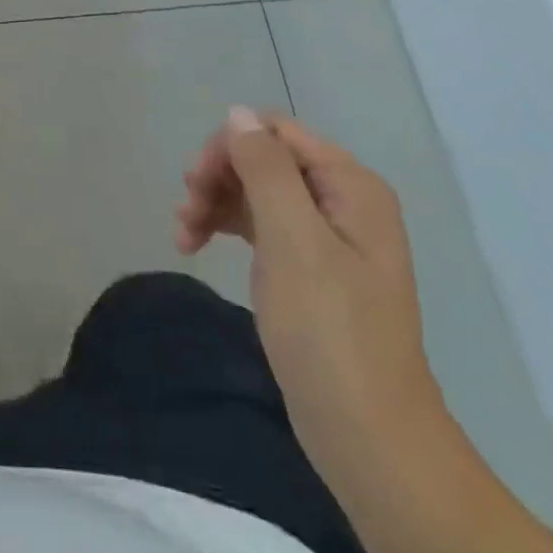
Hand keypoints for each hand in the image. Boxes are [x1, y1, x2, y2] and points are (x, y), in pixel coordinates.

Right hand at [176, 106, 443, 492]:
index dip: (229, 147)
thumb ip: (265, 169)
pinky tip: (197, 245)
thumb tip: (238, 113)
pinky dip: (226, 227)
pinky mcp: (308, 268)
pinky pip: (260, 226)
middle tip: (185, 213)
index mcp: (350, 185)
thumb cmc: (330, 332)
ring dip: (214, 203)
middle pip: (263, 159)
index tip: (194, 182)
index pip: (275, 132)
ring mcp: (326, 236)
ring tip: (183, 236)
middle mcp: (341, 201)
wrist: (369, 438)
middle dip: (218, 177)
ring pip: (255, 191)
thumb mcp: (292, 241)